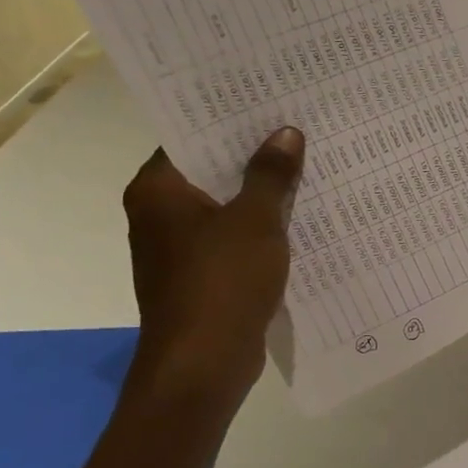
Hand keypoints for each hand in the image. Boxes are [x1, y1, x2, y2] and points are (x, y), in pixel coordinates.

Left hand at [121, 129, 304, 393]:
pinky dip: (262, 227)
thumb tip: (285, 133)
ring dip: (263, 193)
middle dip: (254, 156)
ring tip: (310, 166)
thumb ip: (271, 174)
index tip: (269, 103)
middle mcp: (161, 215)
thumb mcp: (255, 220)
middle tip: (299, 129)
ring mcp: (181, 248)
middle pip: (211, 171)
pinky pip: (235, 238)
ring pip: (227, 207)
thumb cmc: (222, 282)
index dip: (230, 120)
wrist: (203, 364)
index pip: (191, 138)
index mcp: (158, 191)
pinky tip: (302, 217)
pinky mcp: (203, 275)